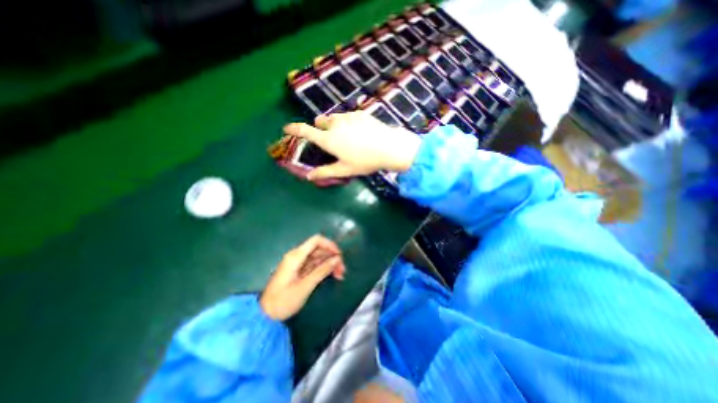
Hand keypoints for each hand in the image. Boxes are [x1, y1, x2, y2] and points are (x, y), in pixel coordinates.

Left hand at [259, 234, 346, 321]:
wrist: (266, 315)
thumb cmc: (283, 301)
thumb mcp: (305, 286)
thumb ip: (322, 271)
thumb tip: (337, 259)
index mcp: (296, 256)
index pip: (316, 240)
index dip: (330, 244)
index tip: (340, 255)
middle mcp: (297, 256)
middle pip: (319, 249)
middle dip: (332, 256)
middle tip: (342, 270)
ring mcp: (298, 263)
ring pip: (319, 257)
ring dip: (330, 263)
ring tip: (340, 275)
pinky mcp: (300, 270)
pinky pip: (315, 264)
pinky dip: (324, 268)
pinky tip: (332, 275)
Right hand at [283, 114, 420, 182]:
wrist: (389, 147)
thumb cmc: (365, 161)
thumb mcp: (345, 170)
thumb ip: (326, 172)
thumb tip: (309, 176)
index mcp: (329, 139)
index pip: (306, 131)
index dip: (294, 129)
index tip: (286, 128)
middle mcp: (335, 124)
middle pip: (320, 121)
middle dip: (319, 127)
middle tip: (328, 138)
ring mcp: (348, 116)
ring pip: (334, 117)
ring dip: (333, 124)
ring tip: (345, 135)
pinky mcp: (360, 113)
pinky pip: (348, 116)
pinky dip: (347, 122)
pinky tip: (359, 132)